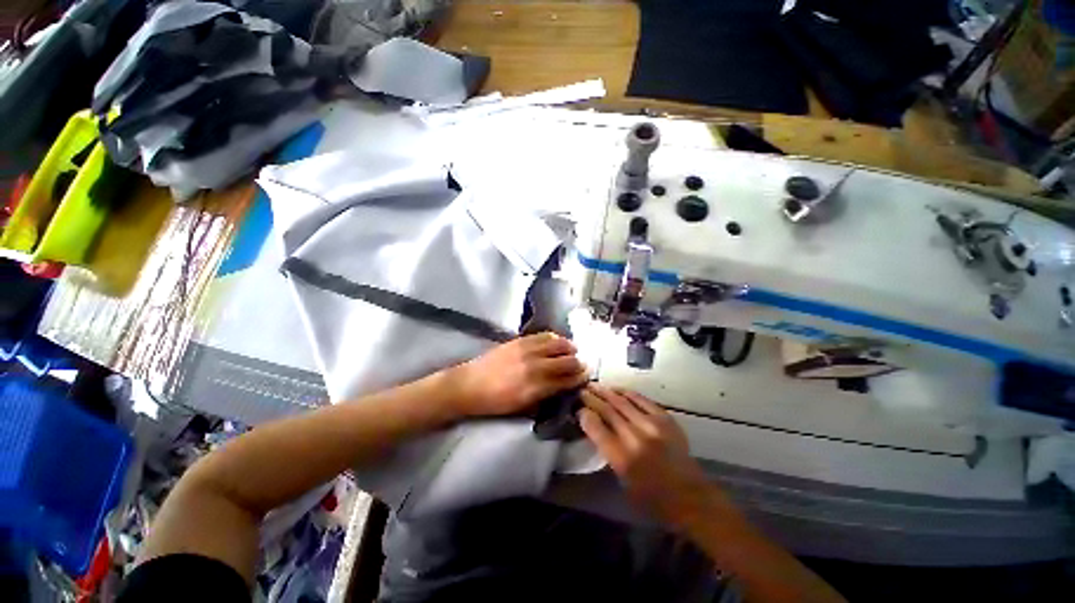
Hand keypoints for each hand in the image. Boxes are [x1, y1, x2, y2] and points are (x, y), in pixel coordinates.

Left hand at [447, 333, 588, 416]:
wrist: (469, 385)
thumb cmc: (495, 402)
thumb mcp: (522, 407)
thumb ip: (545, 396)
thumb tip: (562, 387)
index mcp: (535, 388)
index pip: (566, 380)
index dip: (579, 378)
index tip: (586, 376)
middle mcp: (535, 366)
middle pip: (566, 360)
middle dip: (578, 363)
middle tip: (581, 365)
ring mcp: (527, 350)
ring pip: (557, 344)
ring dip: (568, 347)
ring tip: (572, 350)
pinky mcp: (519, 340)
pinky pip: (543, 335)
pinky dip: (554, 338)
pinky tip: (556, 341)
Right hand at [579, 385, 711, 523]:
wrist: (690, 496)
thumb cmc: (651, 498)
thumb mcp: (621, 480)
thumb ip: (607, 451)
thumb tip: (595, 427)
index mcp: (622, 458)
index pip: (596, 427)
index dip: (584, 415)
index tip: (579, 409)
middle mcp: (635, 437)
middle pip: (607, 410)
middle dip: (592, 398)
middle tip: (582, 391)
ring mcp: (652, 424)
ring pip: (622, 401)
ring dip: (606, 391)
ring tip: (595, 385)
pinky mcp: (664, 418)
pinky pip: (641, 399)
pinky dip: (626, 392)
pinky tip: (617, 389)